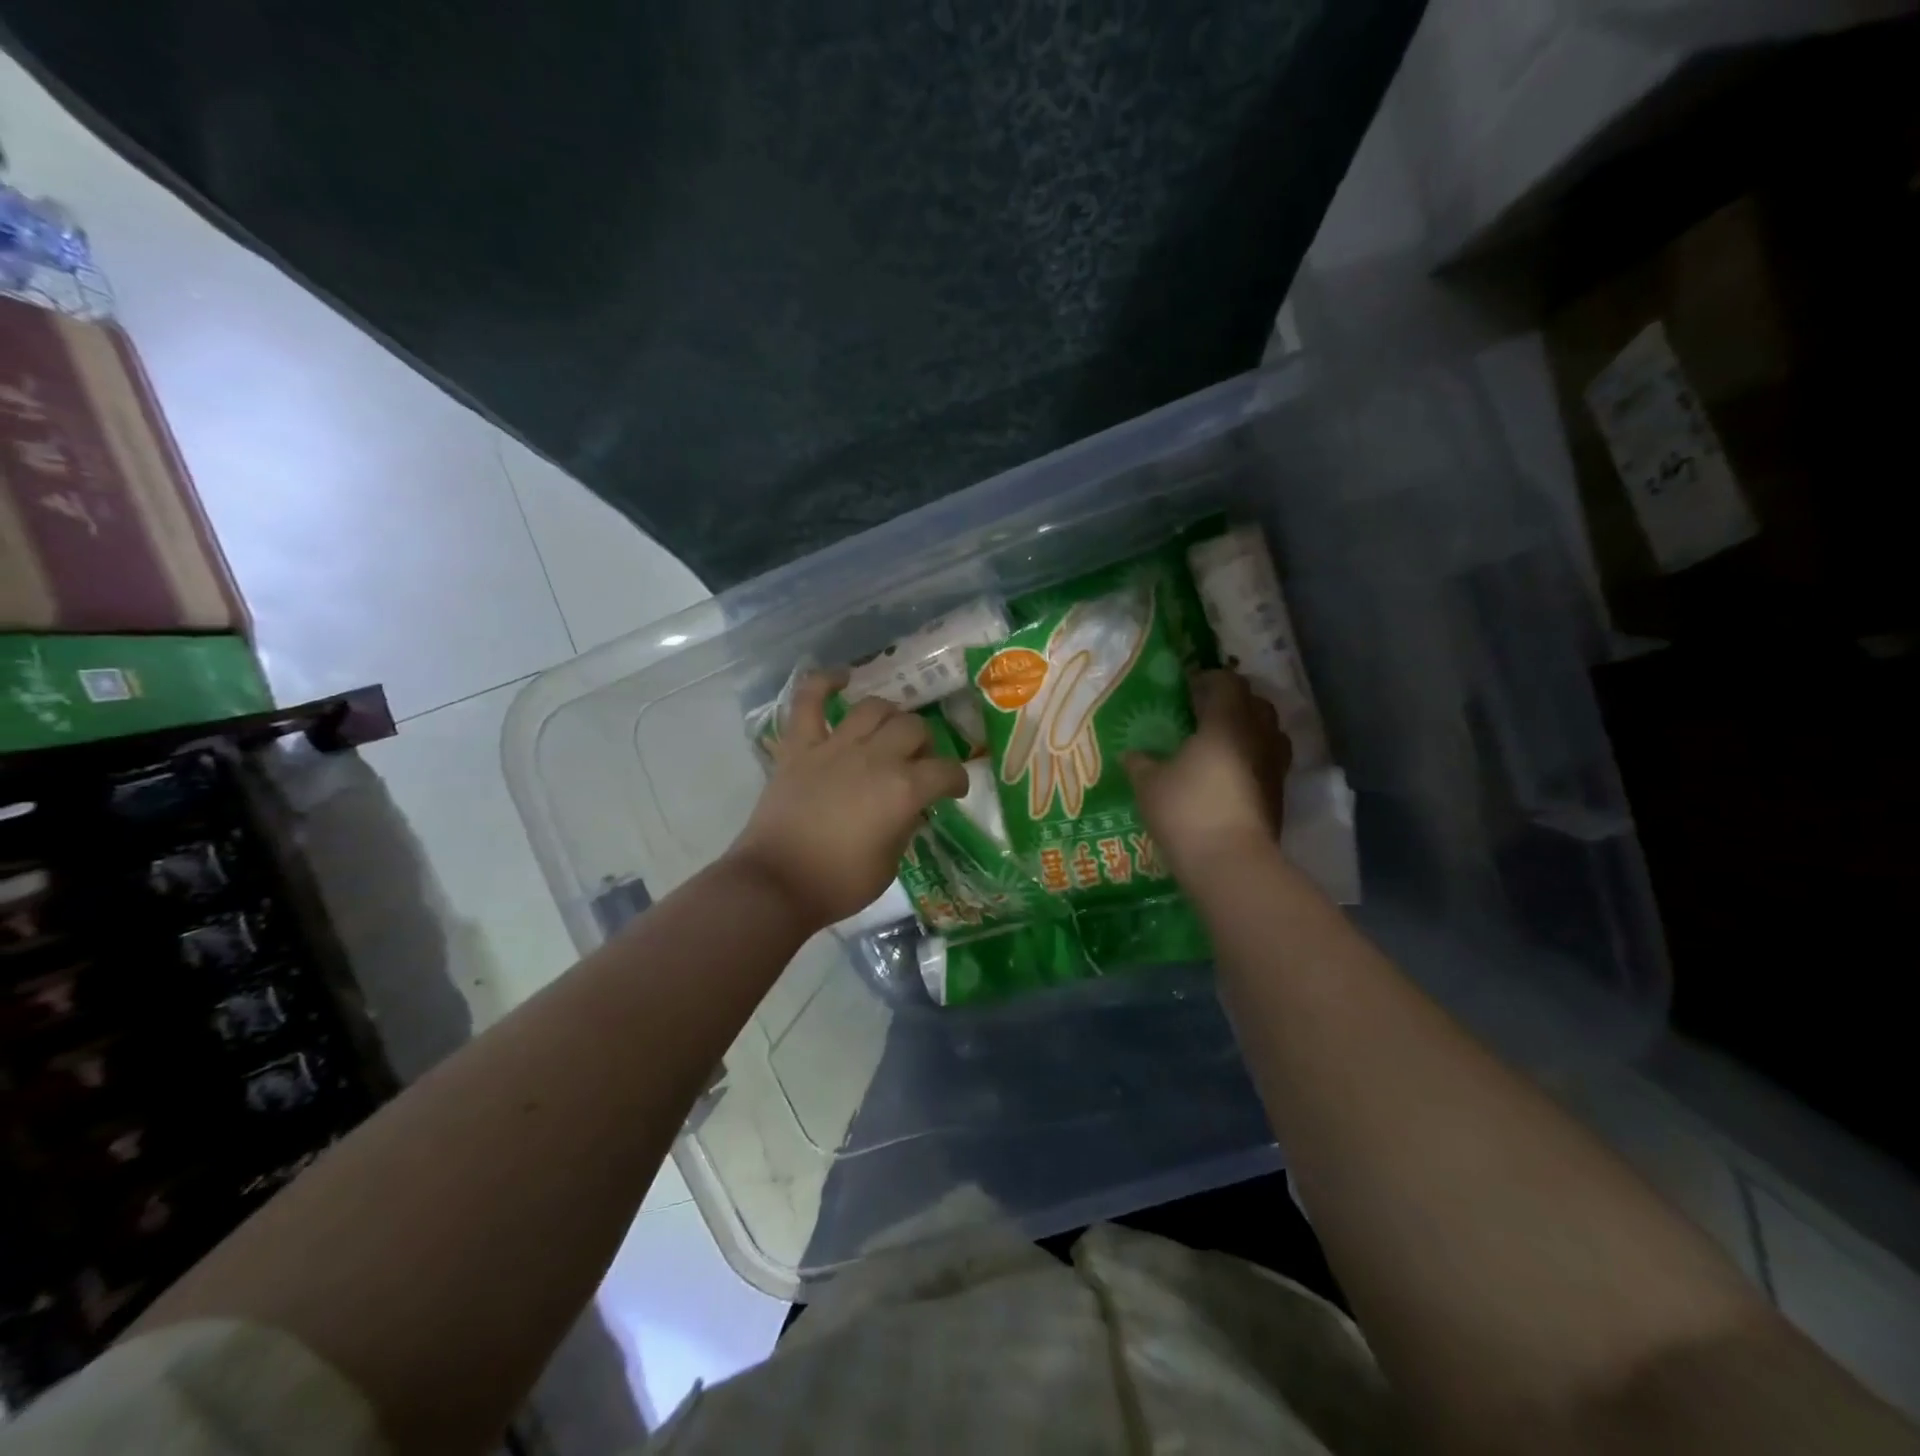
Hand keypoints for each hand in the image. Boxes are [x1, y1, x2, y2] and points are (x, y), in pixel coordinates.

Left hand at [726, 674, 967, 929]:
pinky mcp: (800, 747)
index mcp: (903, 790)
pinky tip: (842, 677)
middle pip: (913, 729)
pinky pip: (809, 701)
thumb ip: (905, 827)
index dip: (956, 780)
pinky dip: (824, 682)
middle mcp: (875, 758)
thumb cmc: (839, 883)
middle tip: (916, 763)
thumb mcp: (890, 864)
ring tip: (888, 729)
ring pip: (874, 708)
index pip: (945, 771)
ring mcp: (835, 747)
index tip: (952, 789)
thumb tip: (912, 808)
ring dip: (889, 715)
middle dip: (924, 745)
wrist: (776, 884)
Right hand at [1125, 670, 1290, 881]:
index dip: (1208, 680)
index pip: (1227, 682)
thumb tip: (1131, 754)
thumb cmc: (1187, 811)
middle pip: (1255, 703)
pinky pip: (1268, 761)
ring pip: (1269, 732)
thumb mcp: (1150, 785)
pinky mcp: (1279, 794)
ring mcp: (1274, 766)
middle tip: (1204, 714)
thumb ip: (1140, 763)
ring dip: (1248, 730)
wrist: (1232, 863)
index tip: (1188, 689)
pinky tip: (1228, 776)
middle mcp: (1258, 736)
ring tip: (1219, 745)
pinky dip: (1252, 759)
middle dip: (1233, 702)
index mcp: (1226, 722)